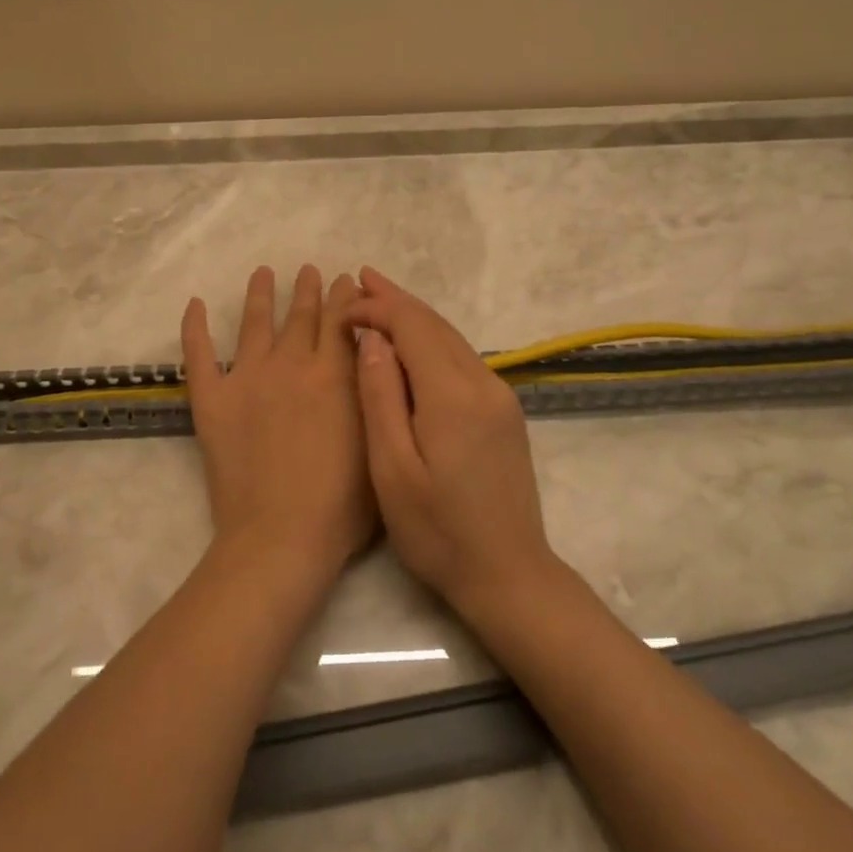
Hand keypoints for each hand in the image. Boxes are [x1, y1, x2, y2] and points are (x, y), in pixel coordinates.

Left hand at [181, 265, 374, 575]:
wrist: (282, 536)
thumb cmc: (343, 505)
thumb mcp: (378, 442)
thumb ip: (377, 395)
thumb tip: (376, 357)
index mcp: (336, 374)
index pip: (342, 320)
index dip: (345, 297)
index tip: (346, 280)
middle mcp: (293, 364)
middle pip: (302, 315)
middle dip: (309, 289)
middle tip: (311, 270)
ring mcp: (248, 378)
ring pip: (255, 323)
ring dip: (261, 294)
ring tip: (264, 272)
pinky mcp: (212, 399)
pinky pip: (200, 354)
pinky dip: (195, 327)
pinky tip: (195, 303)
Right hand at [347, 267, 558, 613]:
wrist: (508, 574)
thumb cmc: (438, 531)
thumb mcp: (392, 470)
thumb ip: (381, 398)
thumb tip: (373, 340)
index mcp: (453, 395)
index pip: (413, 327)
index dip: (377, 309)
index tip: (343, 309)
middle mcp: (483, 384)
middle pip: (436, 324)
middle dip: (396, 299)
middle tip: (360, 277)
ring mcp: (499, 397)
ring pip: (452, 339)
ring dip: (415, 316)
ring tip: (380, 298)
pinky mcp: (504, 412)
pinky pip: (462, 359)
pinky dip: (432, 341)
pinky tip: (412, 344)